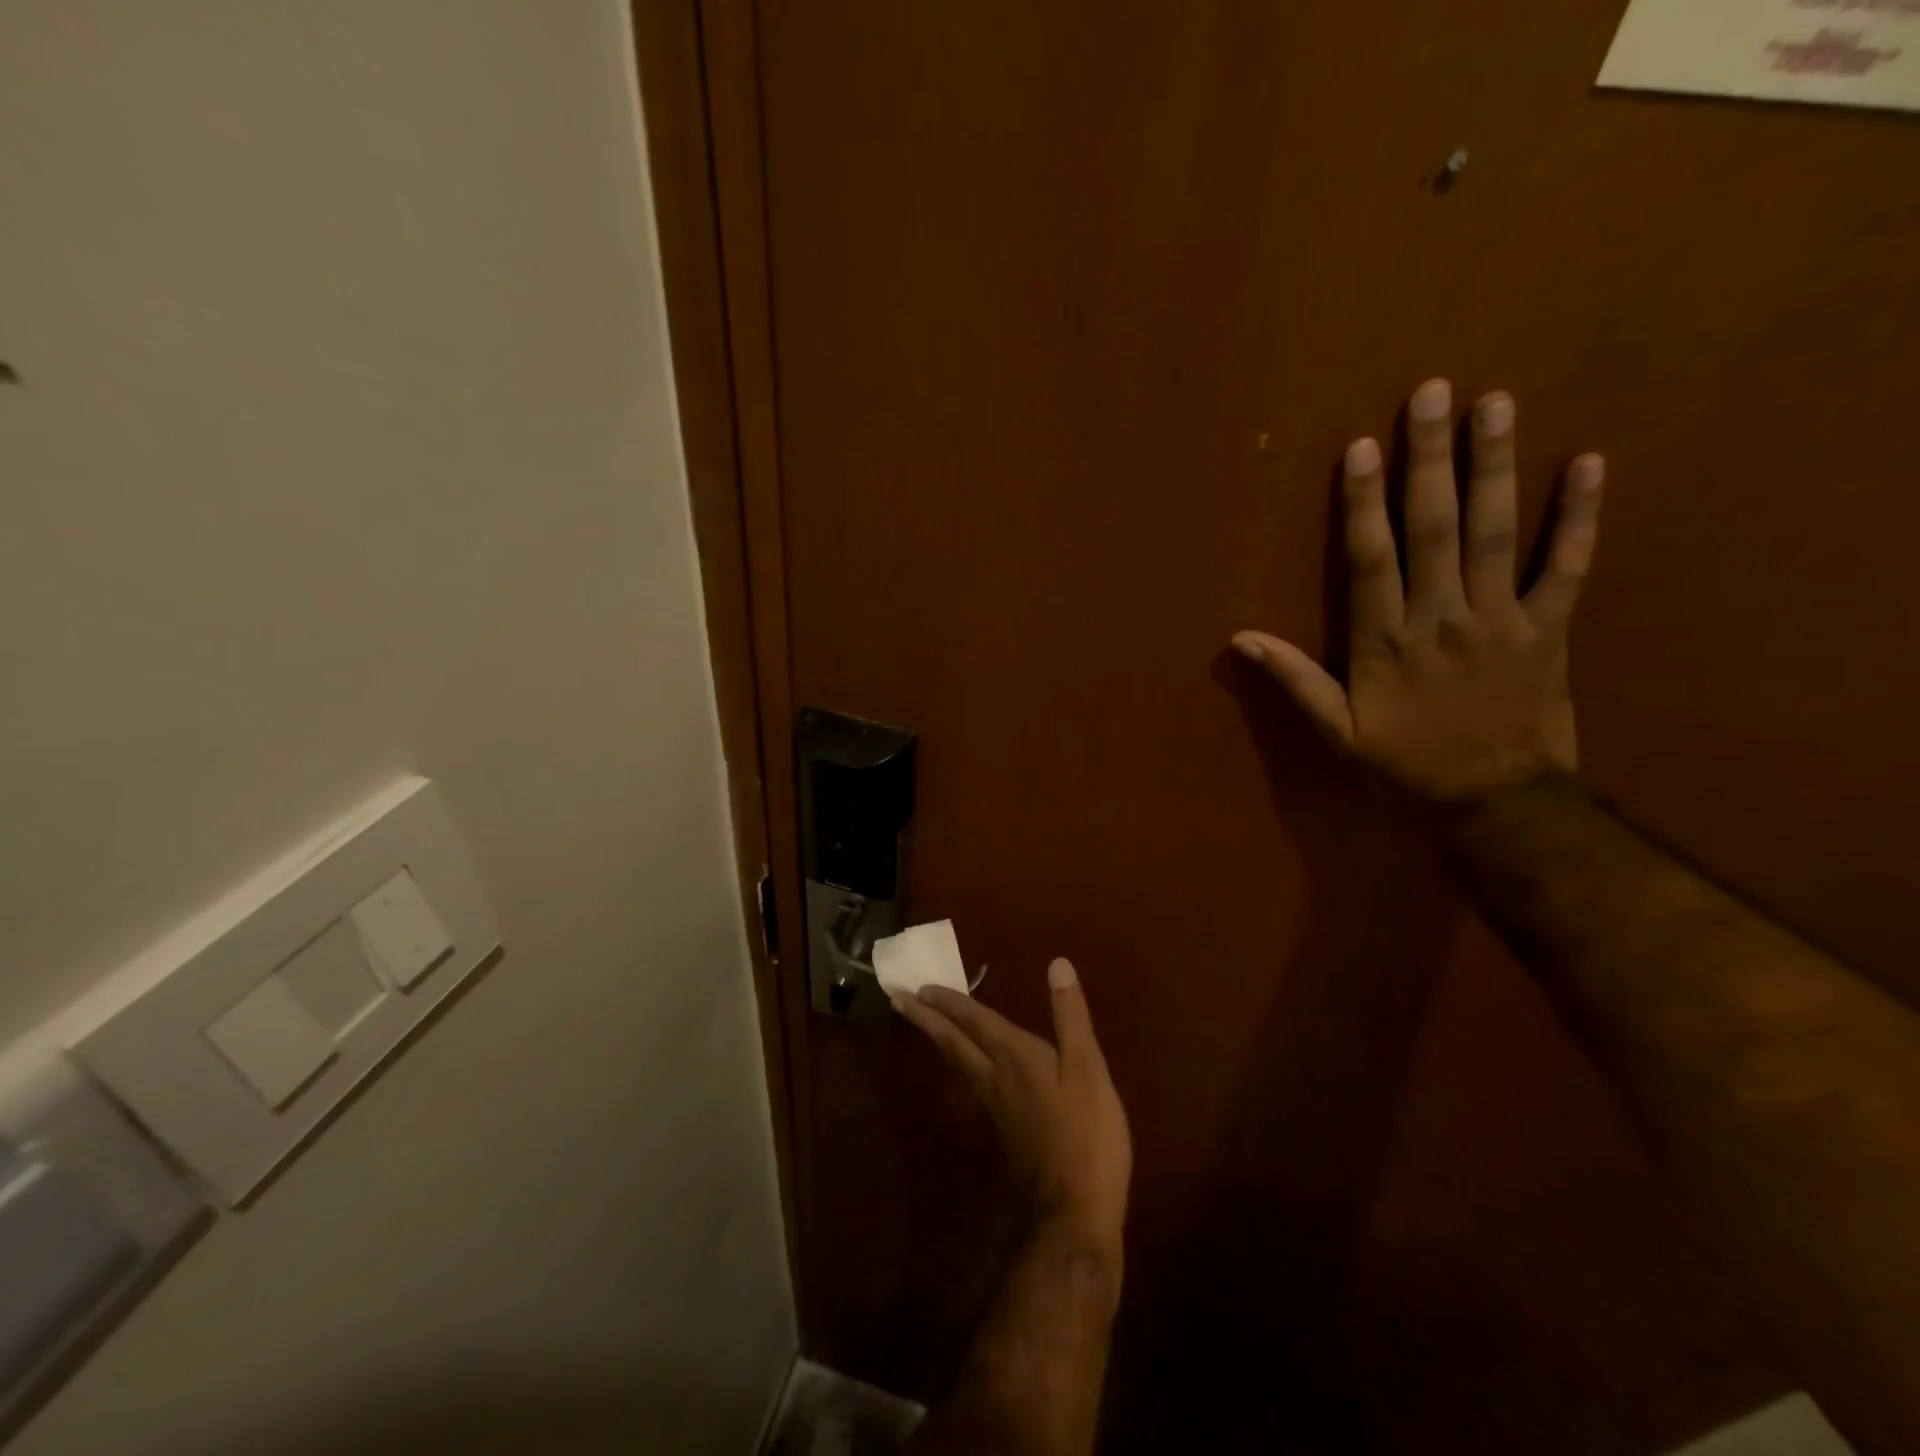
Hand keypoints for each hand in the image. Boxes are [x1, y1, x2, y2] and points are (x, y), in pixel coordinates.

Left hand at [894, 960, 1130, 1258]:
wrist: (1074, 1211)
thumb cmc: (1086, 1134)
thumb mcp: (1088, 1067)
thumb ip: (1070, 1015)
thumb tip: (1056, 963)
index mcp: (1013, 1056)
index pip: (974, 1020)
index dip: (949, 1001)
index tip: (917, 986)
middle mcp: (995, 1077)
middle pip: (953, 1041)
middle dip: (926, 1018)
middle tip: (897, 999)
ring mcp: (996, 1107)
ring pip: (958, 1062)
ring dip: (940, 1038)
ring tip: (926, 1022)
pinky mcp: (1005, 1129)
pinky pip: (971, 1082)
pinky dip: (960, 1061)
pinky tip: (967, 1067)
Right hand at [1233, 378, 1604, 804]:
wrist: (1497, 804)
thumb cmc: (1406, 767)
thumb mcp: (1337, 733)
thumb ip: (1294, 680)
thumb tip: (1241, 639)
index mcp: (1386, 643)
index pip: (1371, 560)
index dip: (1364, 502)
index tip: (1363, 447)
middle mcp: (1442, 618)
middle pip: (1434, 528)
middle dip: (1431, 459)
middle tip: (1434, 393)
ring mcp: (1501, 619)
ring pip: (1496, 533)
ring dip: (1495, 467)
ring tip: (1496, 405)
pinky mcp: (1549, 629)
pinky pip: (1568, 566)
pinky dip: (1580, 517)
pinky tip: (1589, 464)